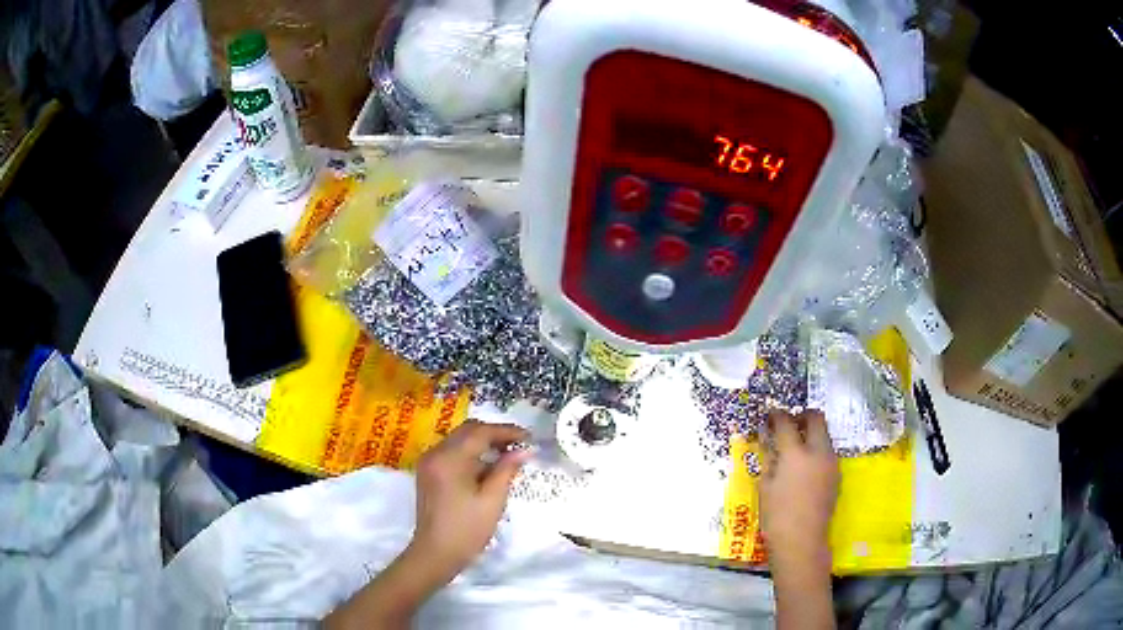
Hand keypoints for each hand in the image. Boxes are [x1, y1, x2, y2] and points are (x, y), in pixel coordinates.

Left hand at [409, 420, 529, 579]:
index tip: (529, 438)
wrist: (436, 553)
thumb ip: (507, 470)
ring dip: (483, 442)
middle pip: (468, 431)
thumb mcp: (492, 500)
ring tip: (508, 455)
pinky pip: (452, 452)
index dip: (507, 431)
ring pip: (459, 439)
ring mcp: (429, 462)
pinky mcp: (428, 472)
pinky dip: (471, 453)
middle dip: (494, 434)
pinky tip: (488, 467)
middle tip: (520, 445)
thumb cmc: (467, 530)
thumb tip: (524, 449)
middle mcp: (435, 453)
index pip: (481, 432)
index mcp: (449, 458)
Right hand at [760, 410, 838, 568]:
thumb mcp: (765, 486)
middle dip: (802, 416)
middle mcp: (818, 452)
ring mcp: (831, 462)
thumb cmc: (776, 516)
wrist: (802, 541)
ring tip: (796, 447)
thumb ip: (768, 458)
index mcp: (795, 454)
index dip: (776, 415)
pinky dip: (817, 450)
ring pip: (824, 434)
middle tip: (789, 424)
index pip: (786, 422)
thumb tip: (767, 439)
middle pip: (816, 418)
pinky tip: (805, 467)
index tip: (769, 416)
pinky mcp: (836, 474)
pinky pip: (827, 452)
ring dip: (811, 433)